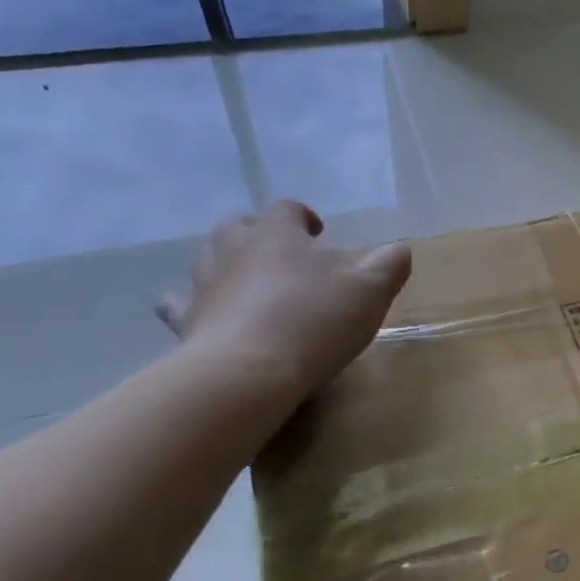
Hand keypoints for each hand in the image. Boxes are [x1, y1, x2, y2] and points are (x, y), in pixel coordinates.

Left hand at [157, 202, 412, 399]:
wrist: (249, 372)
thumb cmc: (316, 320)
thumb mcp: (372, 290)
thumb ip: (390, 263)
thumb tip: (400, 249)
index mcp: (277, 234)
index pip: (286, 208)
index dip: (303, 216)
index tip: (319, 234)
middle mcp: (233, 248)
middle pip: (236, 226)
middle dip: (257, 234)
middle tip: (282, 257)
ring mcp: (204, 284)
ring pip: (205, 259)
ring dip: (225, 264)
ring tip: (248, 284)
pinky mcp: (186, 322)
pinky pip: (180, 304)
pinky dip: (192, 304)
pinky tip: (207, 316)